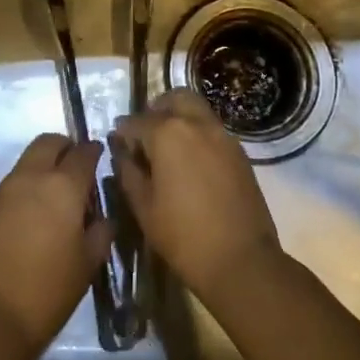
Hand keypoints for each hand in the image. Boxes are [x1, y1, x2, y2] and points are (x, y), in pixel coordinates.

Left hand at [0, 133, 113, 359]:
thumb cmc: (46, 291)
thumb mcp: (86, 266)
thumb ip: (99, 234)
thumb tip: (102, 218)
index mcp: (62, 187)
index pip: (82, 154)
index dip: (93, 151)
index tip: (99, 155)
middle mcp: (30, 178)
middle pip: (47, 143)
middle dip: (64, 147)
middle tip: (75, 167)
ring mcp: (2, 192)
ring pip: (26, 163)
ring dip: (42, 169)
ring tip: (54, 199)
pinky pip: (9, 188)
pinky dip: (24, 192)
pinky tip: (29, 221)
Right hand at [111, 88, 281, 304]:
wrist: (242, 261)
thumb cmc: (183, 236)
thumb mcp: (144, 207)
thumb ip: (128, 172)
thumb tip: (122, 153)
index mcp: (167, 133)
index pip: (136, 121)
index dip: (122, 132)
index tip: (117, 144)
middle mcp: (196, 124)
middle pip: (173, 99)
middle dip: (156, 110)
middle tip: (145, 134)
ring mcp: (223, 136)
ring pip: (196, 110)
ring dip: (179, 118)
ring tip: (168, 148)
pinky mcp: (240, 152)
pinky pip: (212, 129)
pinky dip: (197, 133)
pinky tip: (190, 162)